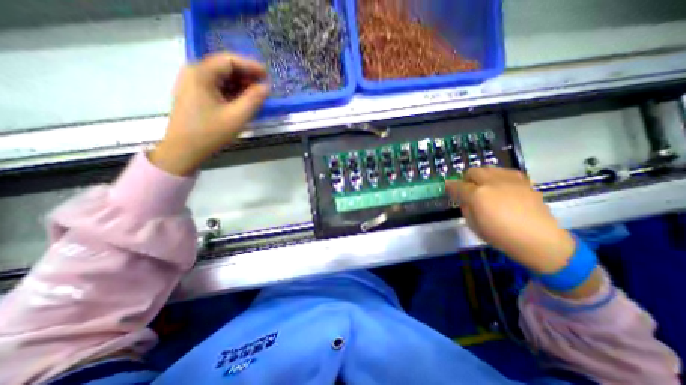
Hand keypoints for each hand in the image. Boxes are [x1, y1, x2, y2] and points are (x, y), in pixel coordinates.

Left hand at [149, 52, 269, 175]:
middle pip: (225, 67)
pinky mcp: (194, 95)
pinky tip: (242, 101)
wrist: (184, 150)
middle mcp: (194, 73)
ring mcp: (192, 84)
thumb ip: (254, 100)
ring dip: (240, 85)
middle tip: (263, 87)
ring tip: (256, 96)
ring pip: (221, 78)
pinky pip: (217, 87)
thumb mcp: (237, 117)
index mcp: (201, 74)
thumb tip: (266, 87)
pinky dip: (232, 92)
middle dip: (246, 76)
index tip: (267, 75)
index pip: (229, 60)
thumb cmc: (210, 133)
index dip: (251, 66)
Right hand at [445, 168, 574, 273]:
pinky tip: (501, 188)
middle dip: (466, 179)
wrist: (538, 239)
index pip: (457, 185)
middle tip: (468, 189)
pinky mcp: (523, 181)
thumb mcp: (473, 224)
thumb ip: (465, 207)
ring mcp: (509, 180)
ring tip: (485, 187)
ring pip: (489, 168)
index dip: (450, 186)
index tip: (448, 188)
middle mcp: (492, 182)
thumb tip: (464, 199)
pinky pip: (505, 172)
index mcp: (477, 195)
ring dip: (482, 176)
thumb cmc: (500, 235)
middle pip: (473, 171)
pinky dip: (498, 177)